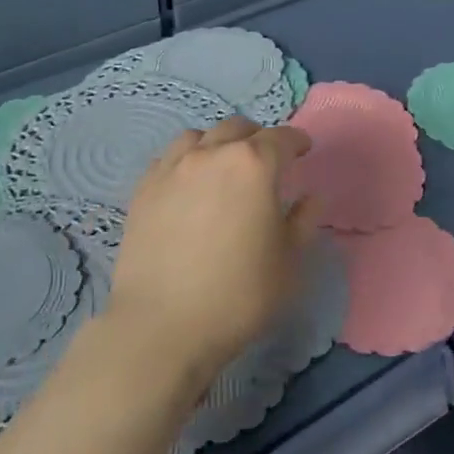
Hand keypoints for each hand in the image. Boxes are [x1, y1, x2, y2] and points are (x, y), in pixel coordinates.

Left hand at [109, 117, 317, 386]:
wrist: (163, 325)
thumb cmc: (239, 294)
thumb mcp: (289, 261)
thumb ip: (303, 221)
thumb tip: (310, 197)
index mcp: (253, 165)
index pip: (281, 138)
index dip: (297, 142)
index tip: (304, 151)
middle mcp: (211, 154)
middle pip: (237, 128)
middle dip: (258, 138)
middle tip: (266, 160)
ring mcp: (171, 168)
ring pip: (198, 137)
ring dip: (218, 144)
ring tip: (223, 167)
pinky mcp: (143, 189)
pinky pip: (168, 158)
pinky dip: (186, 161)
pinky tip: (189, 185)